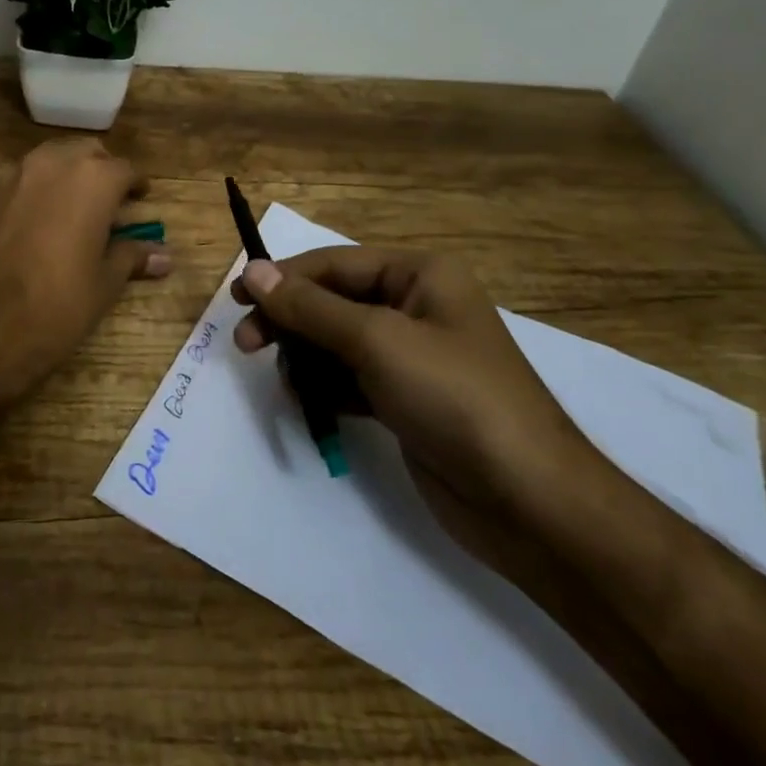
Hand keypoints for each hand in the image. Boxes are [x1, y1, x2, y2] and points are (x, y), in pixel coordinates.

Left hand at [0, 138, 170, 406]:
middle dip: (100, 171)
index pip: (125, 169)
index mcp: (92, 180)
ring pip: (49, 159)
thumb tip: (164, 257)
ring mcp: (12, 174)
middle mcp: (52, 164)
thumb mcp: (103, 286)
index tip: (140, 201)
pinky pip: (18, 178)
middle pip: (85, 153)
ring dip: (66, 175)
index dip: (135, 186)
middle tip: (108, 204)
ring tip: (72, 210)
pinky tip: (34, 222)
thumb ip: (131, 257)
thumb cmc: (54, 309)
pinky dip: (34, 189)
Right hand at [230, 248, 601, 537]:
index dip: (283, 277)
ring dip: (304, 357)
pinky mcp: (405, 399)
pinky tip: (308, 404)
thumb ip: (310, 307)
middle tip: (245, 344)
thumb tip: (254, 271)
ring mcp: (411, 357)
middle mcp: (416, 307)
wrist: (528, 501)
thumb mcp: (377, 341)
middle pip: (332, 302)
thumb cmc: (454, 398)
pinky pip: (350, 379)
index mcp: (420, 275)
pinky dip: (325, 387)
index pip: (335, 264)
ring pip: (336, 342)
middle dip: (290, 321)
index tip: (237, 297)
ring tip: (285, 383)